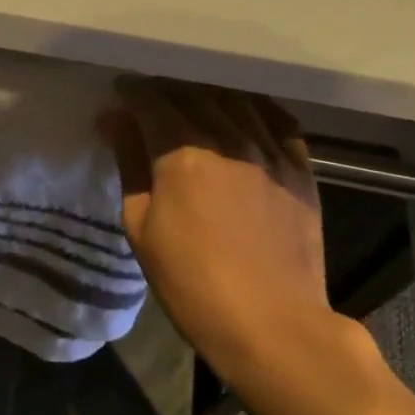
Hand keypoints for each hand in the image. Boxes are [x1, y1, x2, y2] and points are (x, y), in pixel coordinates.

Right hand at [97, 80, 363, 379]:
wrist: (271, 324)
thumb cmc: (190, 283)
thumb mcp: (141, 227)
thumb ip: (129, 164)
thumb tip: (114, 119)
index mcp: (183, 153)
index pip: (153, 102)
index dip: (133, 92)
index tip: (121, 92)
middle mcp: (229, 139)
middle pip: (194, 94)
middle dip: (167, 89)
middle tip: (151, 98)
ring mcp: (271, 152)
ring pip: (236, 101)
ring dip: (208, 94)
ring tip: (192, 102)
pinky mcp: (300, 169)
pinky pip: (279, 121)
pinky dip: (255, 109)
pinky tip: (244, 115)